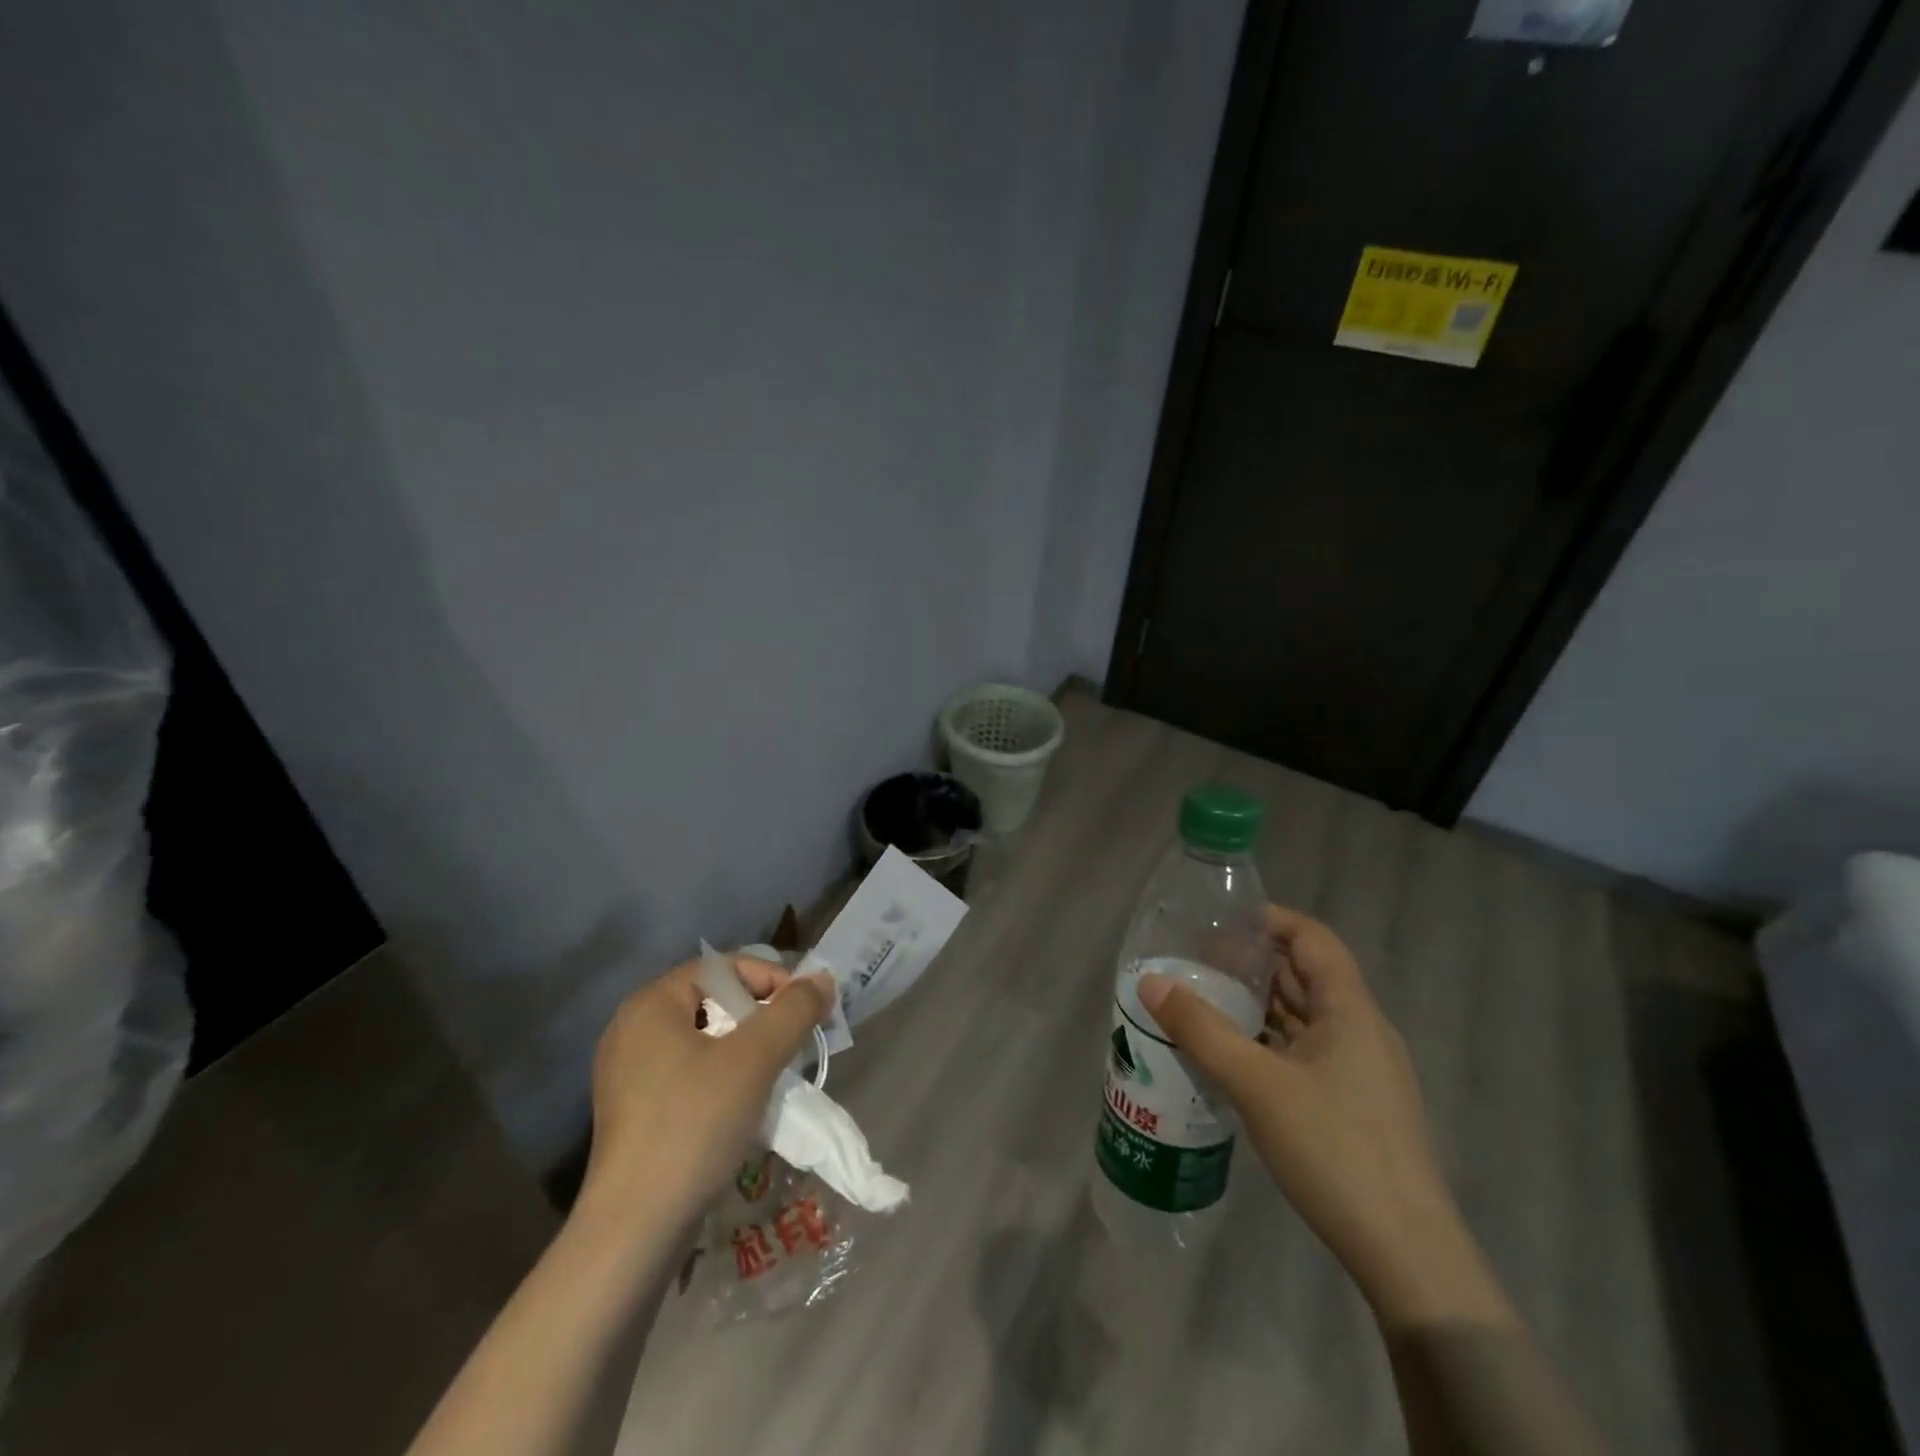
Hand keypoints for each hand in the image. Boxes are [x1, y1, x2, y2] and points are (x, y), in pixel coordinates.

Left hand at [583, 954, 833, 1222]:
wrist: (635, 1230)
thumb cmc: (694, 1125)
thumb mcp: (755, 1059)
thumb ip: (794, 1010)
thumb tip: (822, 978)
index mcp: (650, 1004)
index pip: (722, 966)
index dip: (768, 979)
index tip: (802, 1011)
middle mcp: (631, 1029)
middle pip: (712, 1000)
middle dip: (758, 1016)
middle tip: (790, 1041)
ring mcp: (626, 1073)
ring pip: (702, 1038)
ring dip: (743, 1048)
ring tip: (772, 1072)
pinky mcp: (633, 1111)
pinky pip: (687, 1071)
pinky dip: (720, 1075)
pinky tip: (741, 1103)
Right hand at [1138, 906, 1513, 1330]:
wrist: (1406, 1255)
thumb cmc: (1334, 1149)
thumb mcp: (1256, 1084)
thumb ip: (1201, 1029)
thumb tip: (1151, 982)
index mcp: (1350, 1010)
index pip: (1312, 939)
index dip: (1270, 920)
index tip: (1220, 922)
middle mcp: (1361, 1030)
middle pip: (1306, 976)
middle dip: (1254, 963)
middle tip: (1197, 962)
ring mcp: (1362, 1071)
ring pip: (1305, 1018)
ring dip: (1259, 1005)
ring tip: (1206, 1002)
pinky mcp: (1356, 1106)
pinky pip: (1306, 1052)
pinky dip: (1270, 1042)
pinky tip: (1234, 1057)